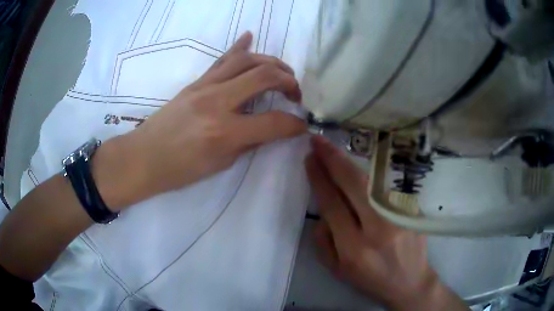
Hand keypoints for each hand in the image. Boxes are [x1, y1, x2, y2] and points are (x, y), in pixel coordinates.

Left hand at [95, 32, 305, 207]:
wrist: (144, 157)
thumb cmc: (180, 170)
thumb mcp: (220, 164)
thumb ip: (249, 142)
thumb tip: (271, 128)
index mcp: (224, 132)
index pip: (274, 122)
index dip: (295, 124)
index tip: (302, 125)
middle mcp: (217, 102)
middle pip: (264, 76)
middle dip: (289, 81)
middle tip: (295, 93)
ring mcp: (204, 87)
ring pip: (246, 60)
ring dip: (271, 62)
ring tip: (282, 72)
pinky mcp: (195, 82)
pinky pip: (221, 60)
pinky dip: (239, 47)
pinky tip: (249, 37)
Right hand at [305, 135, 466, 310]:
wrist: (409, 281)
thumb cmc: (370, 279)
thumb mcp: (336, 270)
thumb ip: (322, 241)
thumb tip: (321, 212)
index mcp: (354, 248)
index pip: (332, 204)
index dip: (319, 179)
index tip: (310, 159)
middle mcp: (377, 229)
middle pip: (353, 185)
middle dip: (332, 160)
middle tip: (317, 141)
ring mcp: (398, 217)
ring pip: (371, 180)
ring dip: (349, 161)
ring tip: (332, 147)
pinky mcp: (411, 210)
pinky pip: (387, 185)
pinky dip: (370, 170)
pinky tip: (359, 160)